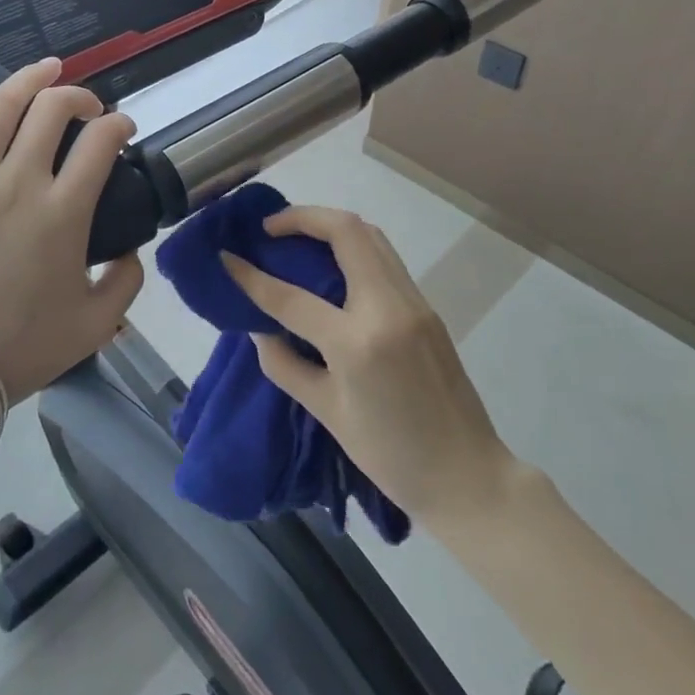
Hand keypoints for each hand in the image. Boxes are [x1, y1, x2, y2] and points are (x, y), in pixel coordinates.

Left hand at [0, 58, 144, 402]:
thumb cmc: (20, 349)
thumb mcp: (95, 325)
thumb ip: (127, 280)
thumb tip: (131, 248)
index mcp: (61, 213)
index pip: (100, 142)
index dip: (119, 124)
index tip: (122, 128)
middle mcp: (14, 183)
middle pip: (52, 110)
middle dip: (79, 97)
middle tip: (87, 107)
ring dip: (29, 80)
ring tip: (46, 69)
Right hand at [223, 207, 510, 526]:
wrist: (468, 477)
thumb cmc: (391, 457)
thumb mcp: (326, 413)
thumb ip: (284, 364)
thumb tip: (260, 326)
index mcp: (357, 344)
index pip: (291, 296)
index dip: (251, 275)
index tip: (226, 256)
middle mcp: (388, 308)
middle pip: (345, 231)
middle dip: (301, 217)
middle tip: (268, 229)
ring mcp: (413, 302)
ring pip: (370, 235)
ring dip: (329, 225)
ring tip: (296, 237)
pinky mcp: (426, 306)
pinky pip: (385, 257)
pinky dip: (353, 246)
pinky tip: (331, 263)